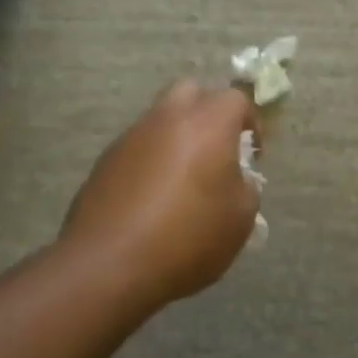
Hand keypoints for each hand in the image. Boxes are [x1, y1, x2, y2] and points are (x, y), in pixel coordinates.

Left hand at [60, 81, 258, 310]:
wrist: (109, 265)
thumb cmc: (188, 236)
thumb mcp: (241, 218)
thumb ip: (246, 189)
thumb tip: (236, 181)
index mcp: (208, 123)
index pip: (236, 99)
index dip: (250, 123)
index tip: (252, 156)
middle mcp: (168, 119)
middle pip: (191, 91)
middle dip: (207, 112)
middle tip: (216, 149)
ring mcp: (130, 138)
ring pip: (160, 119)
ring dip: (176, 137)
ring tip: (184, 180)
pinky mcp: (104, 163)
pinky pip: (137, 148)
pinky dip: (150, 161)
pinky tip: (153, 200)